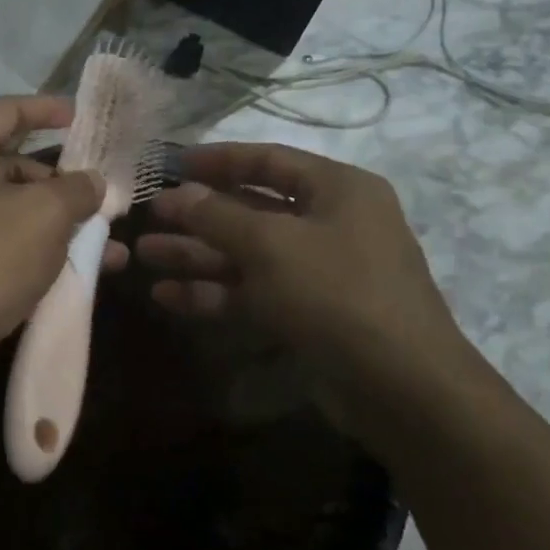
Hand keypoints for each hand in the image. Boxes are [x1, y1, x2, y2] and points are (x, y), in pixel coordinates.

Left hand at [0, 97, 120, 399]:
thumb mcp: (44, 214)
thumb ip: (76, 189)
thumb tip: (92, 182)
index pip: (6, 111)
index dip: (47, 109)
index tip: (82, 117)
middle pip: (13, 164)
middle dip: (63, 181)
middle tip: (103, 195)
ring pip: (14, 210)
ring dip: (60, 222)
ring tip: (109, 243)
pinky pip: (6, 244)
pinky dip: (41, 250)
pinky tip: (83, 270)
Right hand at [135, 142, 486, 447]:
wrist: (404, 390)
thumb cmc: (338, 293)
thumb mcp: (271, 245)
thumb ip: (218, 215)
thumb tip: (179, 193)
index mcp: (337, 189)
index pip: (268, 159)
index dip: (217, 159)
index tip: (170, 163)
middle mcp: (331, 223)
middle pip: (252, 209)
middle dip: (198, 215)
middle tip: (150, 217)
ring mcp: (320, 272)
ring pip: (247, 254)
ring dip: (198, 255)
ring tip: (145, 255)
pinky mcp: (308, 314)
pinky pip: (254, 292)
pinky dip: (214, 293)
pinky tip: (168, 297)